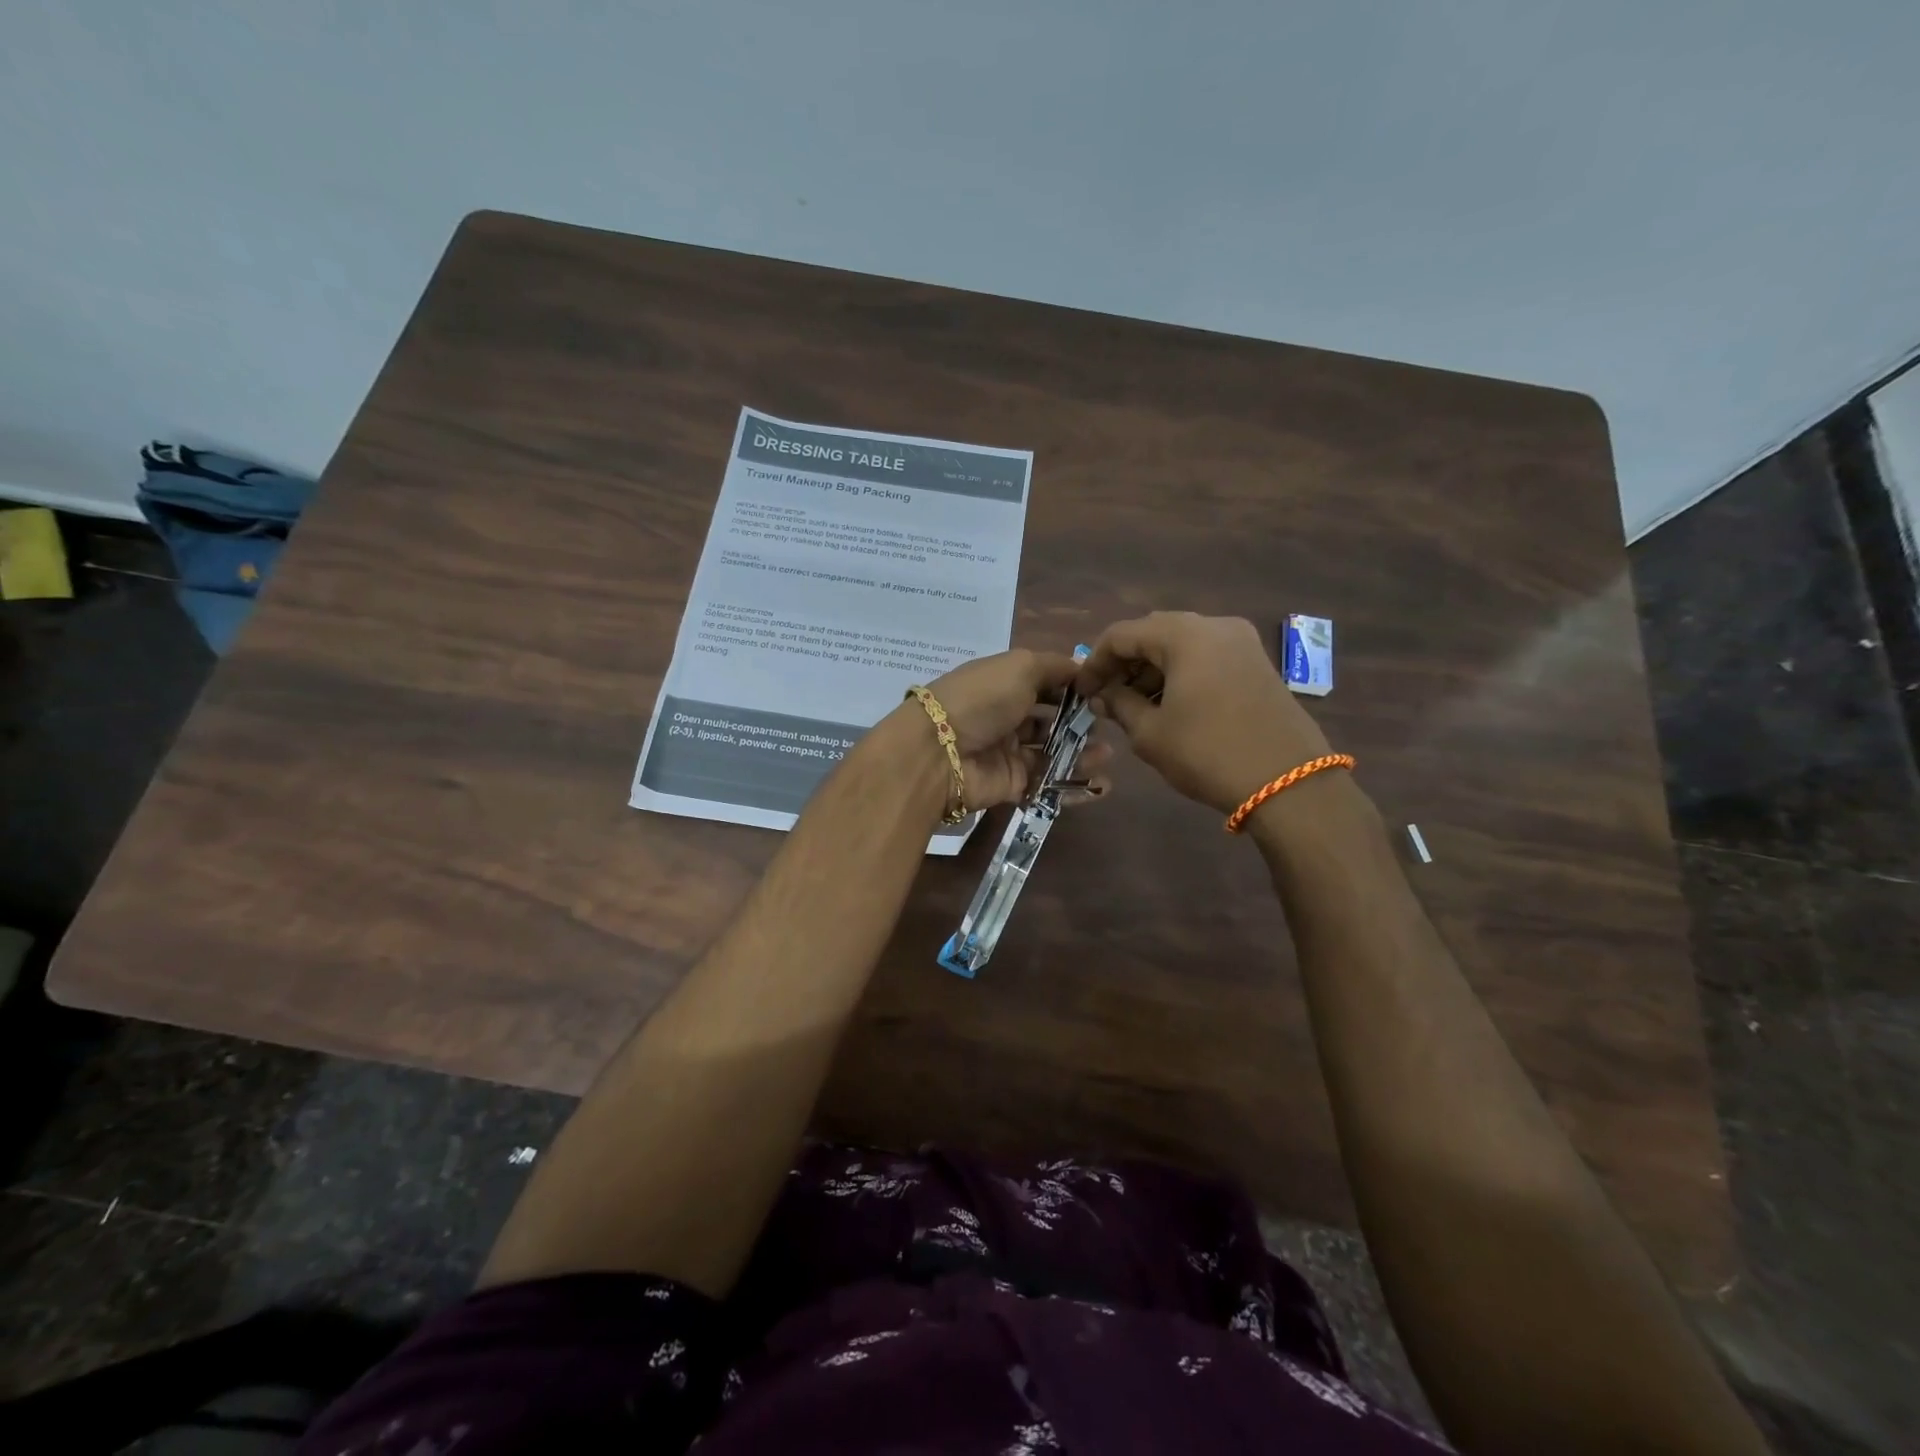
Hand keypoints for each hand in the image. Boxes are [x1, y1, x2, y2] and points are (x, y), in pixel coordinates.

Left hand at [923, 648, 1113, 810]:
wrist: (940, 753)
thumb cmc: (982, 699)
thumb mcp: (1020, 666)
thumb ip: (1055, 667)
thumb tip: (1082, 669)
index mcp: (1003, 682)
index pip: (1044, 682)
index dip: (1072, 686)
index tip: (1103, 690)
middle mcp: (1005, 715)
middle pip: (1050, 718)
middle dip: (1080, 721)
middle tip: (1108, 724)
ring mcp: (1008, 751)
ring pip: (1052, 752)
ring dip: (1082, 752)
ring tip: (1109, 754)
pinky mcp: (1011, 784)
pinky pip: (1047, 782)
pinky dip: (1074, 784)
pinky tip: (1102, 784)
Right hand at [1074, 612, 1330, 813]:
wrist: (1288, 784)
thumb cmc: (1207, 753)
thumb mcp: (1150, 733)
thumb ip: (1119, 705)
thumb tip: (1102, 695)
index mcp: (1184, 635)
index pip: (1122, 634)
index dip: (1094, 662)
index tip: (1081, 692)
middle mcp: (1214, 626)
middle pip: (1153, 633)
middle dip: (1125, 663)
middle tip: (1106, 697)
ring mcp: (1242, 642)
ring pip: (1182, 644)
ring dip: (1153, 669)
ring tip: (1135, 707)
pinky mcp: (1258, 663)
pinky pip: (1207, 657)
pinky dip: (1181, 673)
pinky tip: (1171, 706)